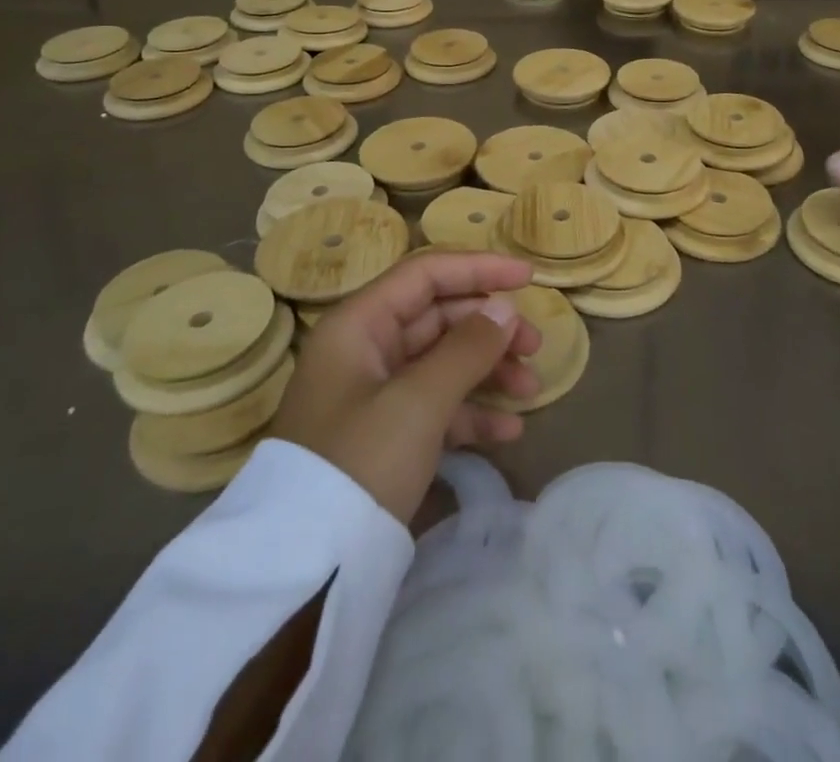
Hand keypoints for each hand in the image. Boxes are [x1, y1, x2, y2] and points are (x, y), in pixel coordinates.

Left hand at [268, 249, 541, 525]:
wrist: (304, 570)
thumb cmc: (360, 462)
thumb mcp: (418, 401)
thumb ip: (466, 348)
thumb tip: (503, 308)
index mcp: (359, 324)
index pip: (426, 274)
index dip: (478, 269)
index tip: (527, 279)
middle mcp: (364, 349)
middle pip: (438, 317)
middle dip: (489, 327)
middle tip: (535, 345)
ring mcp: (373, 394)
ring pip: (441, 362)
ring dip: (488, 370)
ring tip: (531, 389)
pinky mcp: (384, 436)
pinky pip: (435, 406)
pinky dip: (471, 412)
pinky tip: (509, 431)